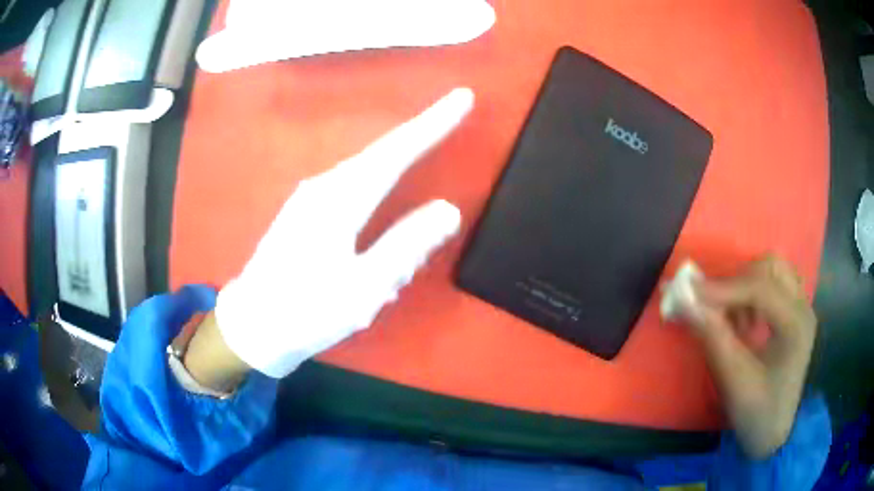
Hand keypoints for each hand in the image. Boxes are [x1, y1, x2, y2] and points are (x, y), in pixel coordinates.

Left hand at [211, 88, 473, 378]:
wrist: (252, 327)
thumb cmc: (306, 311)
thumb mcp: (364, 287)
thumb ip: (406, 246)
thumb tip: (448, 209)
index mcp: (339, 199)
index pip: (396, 151)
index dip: (432, 124)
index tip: (462, 98)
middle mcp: (324, 187)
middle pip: (382, 152)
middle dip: (420, 133)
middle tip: (454, 114)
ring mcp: (310, 198)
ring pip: (367, 169)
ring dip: (401, 160)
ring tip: (428, 146)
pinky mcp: (305, 213)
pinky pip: (353, 186)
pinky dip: (380, 182)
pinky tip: (386, 196)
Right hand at [689, 255, 816, 458]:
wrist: (774, 433)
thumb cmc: (757, 412)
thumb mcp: (733, 380)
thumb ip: (712, 336)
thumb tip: (683, 301)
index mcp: (796, 325)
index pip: (761, 288)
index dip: (723, 287)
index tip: (688, 291)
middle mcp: (803, 306)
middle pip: (770, 267)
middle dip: (737, 280)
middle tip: (712, 305)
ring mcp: (801, 308)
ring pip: (773, 270)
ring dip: (746, 284)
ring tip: (730, 314)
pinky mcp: (794, 314)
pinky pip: (774, 284)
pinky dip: (753, 292)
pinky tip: (743, 321)